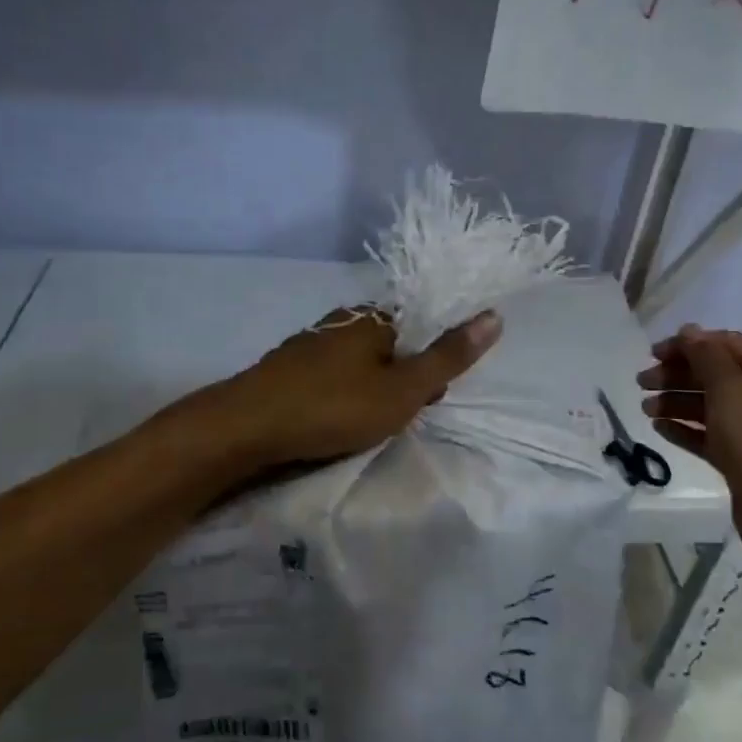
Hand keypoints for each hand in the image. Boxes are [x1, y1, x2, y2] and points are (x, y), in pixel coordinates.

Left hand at [203, 306, 502, 469]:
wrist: (247, 426)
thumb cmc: (334, 407)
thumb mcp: (403, 389)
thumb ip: (448, 357)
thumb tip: (495, 315)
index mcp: (371, 319)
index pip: (417, 330)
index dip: (429, 364)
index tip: (427, 398)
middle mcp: (339, 322)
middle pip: (386, 346)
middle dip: (398, 379)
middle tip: (396, 417)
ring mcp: (306, 345)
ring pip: (353, 364)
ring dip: (366, 390)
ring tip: (364, 425)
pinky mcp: (283, 370)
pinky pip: (325, 379)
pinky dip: (336, 397)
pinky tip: (329, 421)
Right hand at [638, 324, 741, 568]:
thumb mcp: (730, 389)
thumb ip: (708, 357)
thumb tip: (689, 331)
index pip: (724, 345)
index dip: (689, 344)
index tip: (654, 353)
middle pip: (712, 375)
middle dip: (676, 374)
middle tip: (642, 382)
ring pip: (706, 406)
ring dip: (674, 401)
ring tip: (645, 409)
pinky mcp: (737, 460)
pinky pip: (705, 436)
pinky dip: (682, 428)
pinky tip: (659, 428)